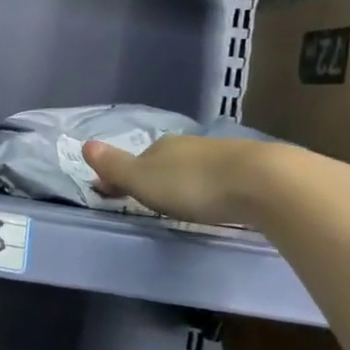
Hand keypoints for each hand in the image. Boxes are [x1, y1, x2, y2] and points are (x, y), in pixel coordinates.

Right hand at [83, 132, 338, 229]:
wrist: (265, 182)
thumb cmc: (194, 184)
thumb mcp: (144, 180)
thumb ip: (115, 166)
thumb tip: (85, 145)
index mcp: (161, 147)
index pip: (135, 160)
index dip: (122, 177)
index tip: (114, 193)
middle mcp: (190, 146)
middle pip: (165, 162)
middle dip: (156, 179)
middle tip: (151, 202)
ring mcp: (223, 155)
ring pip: (195, 168)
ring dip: (186, 183)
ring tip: (184, 204)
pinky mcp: (252, 171)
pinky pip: (222, 178)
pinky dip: (214, 188)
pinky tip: (218, 200)